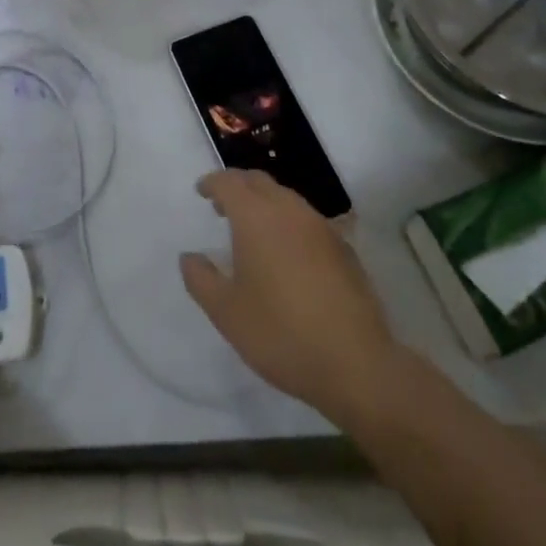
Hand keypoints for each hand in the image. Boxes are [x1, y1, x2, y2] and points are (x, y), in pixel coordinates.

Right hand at [181, 170, 397, 423]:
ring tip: (253, 230)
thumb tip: (189, 257)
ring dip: (264, 203)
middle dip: (238, 186)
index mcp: (256, 217)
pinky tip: (287, 253)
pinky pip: (307, 220)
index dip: (212, 183)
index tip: (201, 191)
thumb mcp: (226, 313)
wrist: (356, 364)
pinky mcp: (344, 248)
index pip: (229, 182)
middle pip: (259, 181)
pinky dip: (288, 222)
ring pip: (286, 198)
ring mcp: (320, 226)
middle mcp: (289, 210)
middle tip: (222, 206)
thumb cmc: (281, 334)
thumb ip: (200, 279)